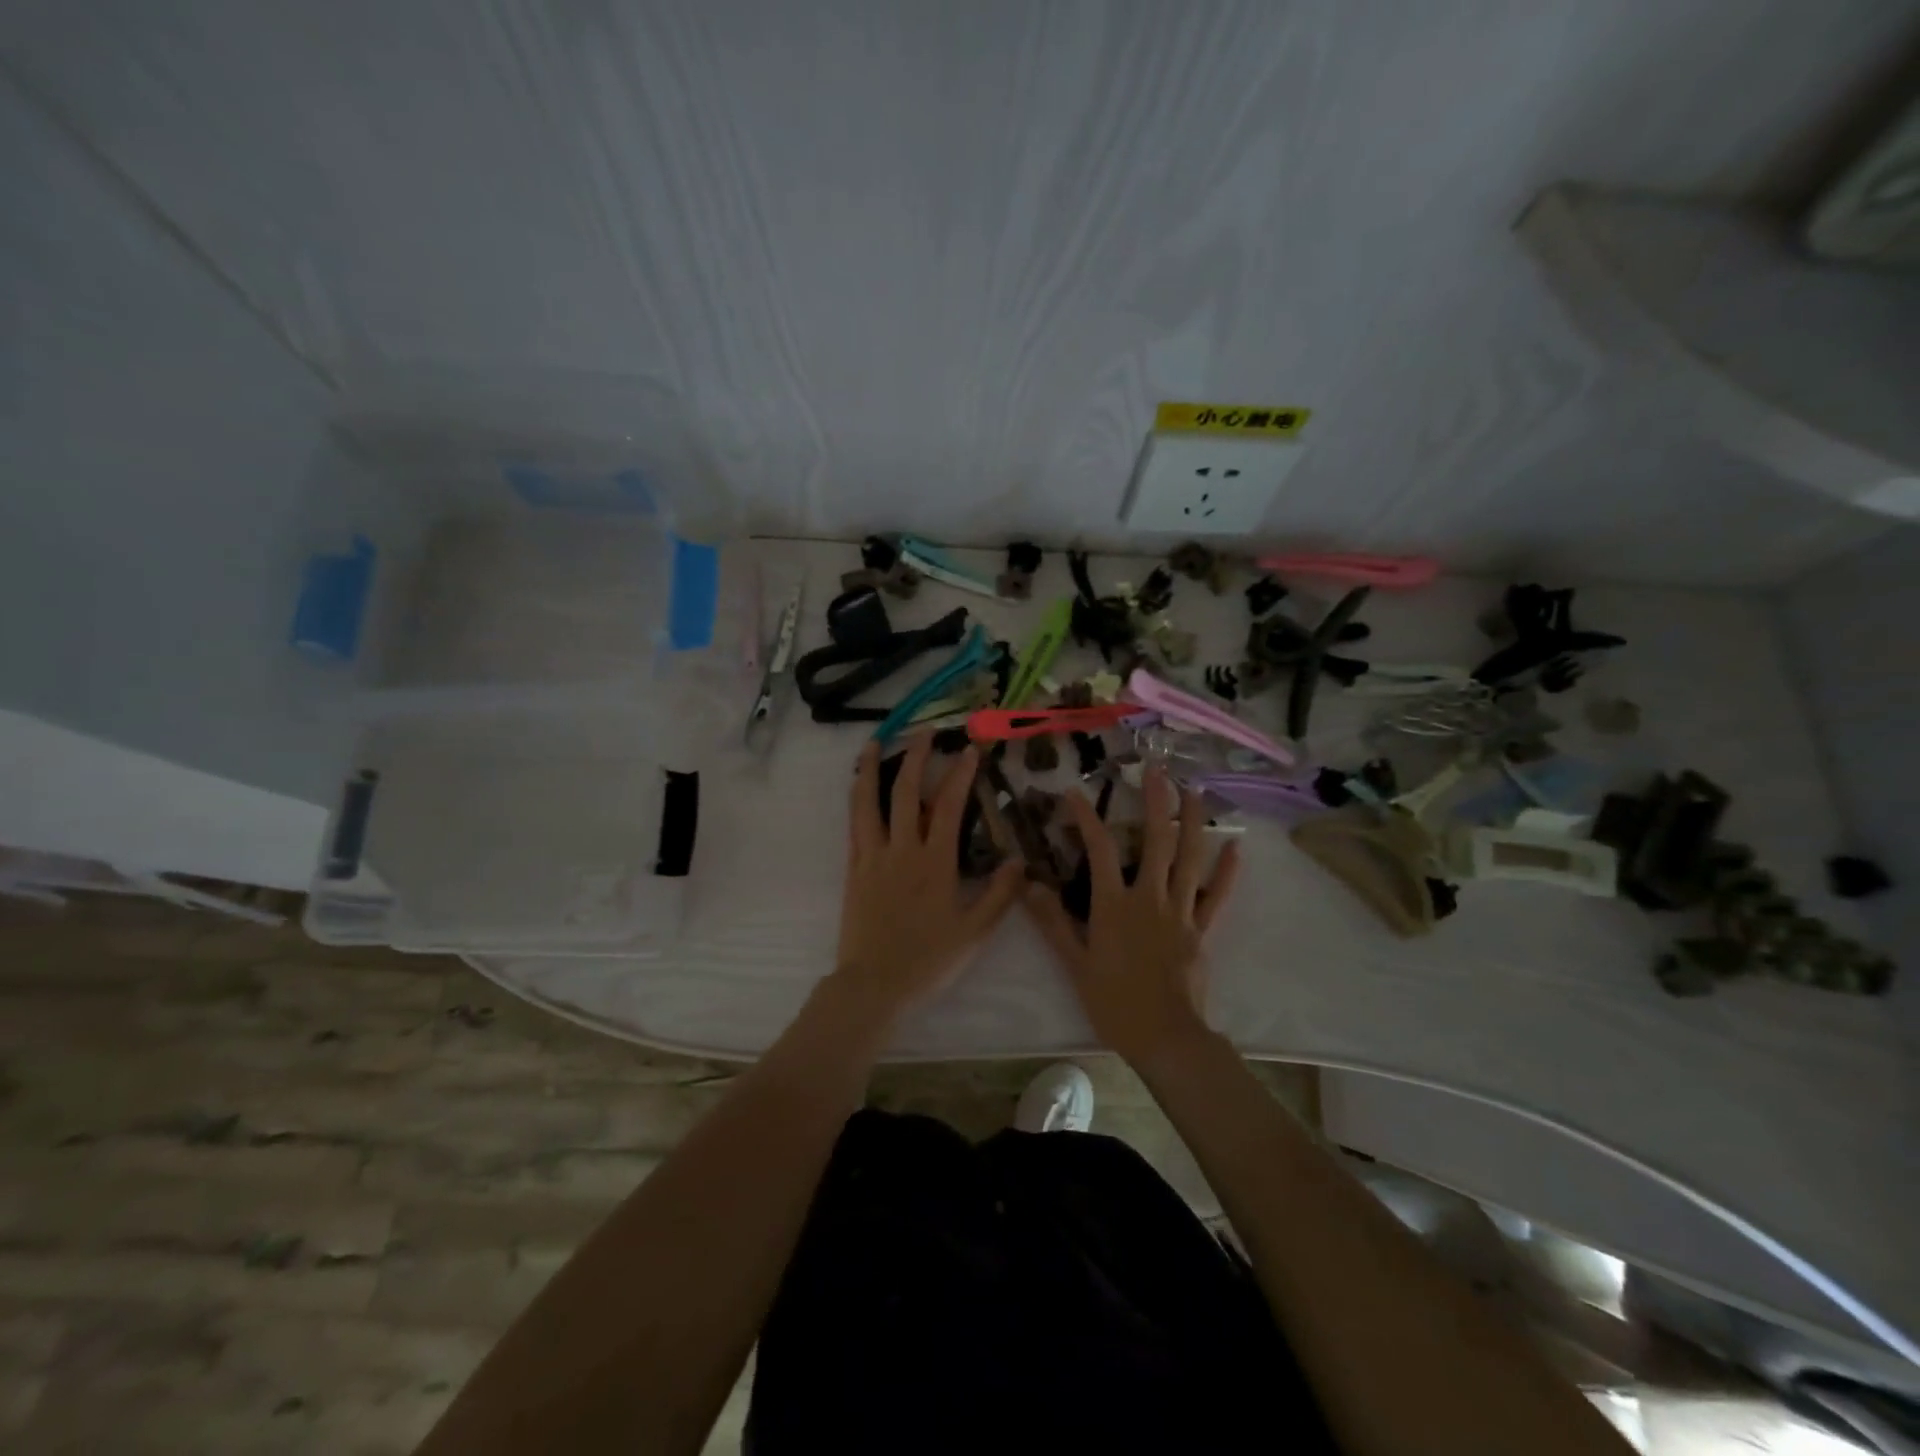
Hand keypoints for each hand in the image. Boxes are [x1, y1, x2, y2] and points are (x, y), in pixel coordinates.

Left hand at [828, 735, 1024, 1027]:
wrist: (874, 984)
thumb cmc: (929, 960)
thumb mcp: (975, 932)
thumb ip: (1000, 895)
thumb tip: (1020, 860)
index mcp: (934, 862)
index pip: (948, 806)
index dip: (959, 774)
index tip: (968, 749)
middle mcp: (901, 850)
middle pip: (905, 792)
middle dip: (915, 757)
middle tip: (924, 733)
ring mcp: (872, 857)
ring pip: (868, 803)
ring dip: (872, 769)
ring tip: (874, 742)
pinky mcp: (853, 870)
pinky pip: (853, 826)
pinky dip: (856, 800)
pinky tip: (858, 788)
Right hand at [1023, 767, 1240, 1066]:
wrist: (1165, 1036)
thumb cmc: (1114, 1001)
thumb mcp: (1075, 963)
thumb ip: (1052, 922)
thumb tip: (1028, 885)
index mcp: (1114, 904)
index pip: (1097, 850)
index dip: (1085, 818)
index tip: (1073, 793)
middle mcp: (1149, 897)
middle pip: (1155, 841)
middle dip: (1156, 802)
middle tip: (1157, 769)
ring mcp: (1180, 911)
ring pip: (1189, 858)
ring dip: (1192, 822)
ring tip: (1195, 791)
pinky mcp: (1201, 929)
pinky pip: (1215, 895)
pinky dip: (1225, 872)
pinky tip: (1235, 848)